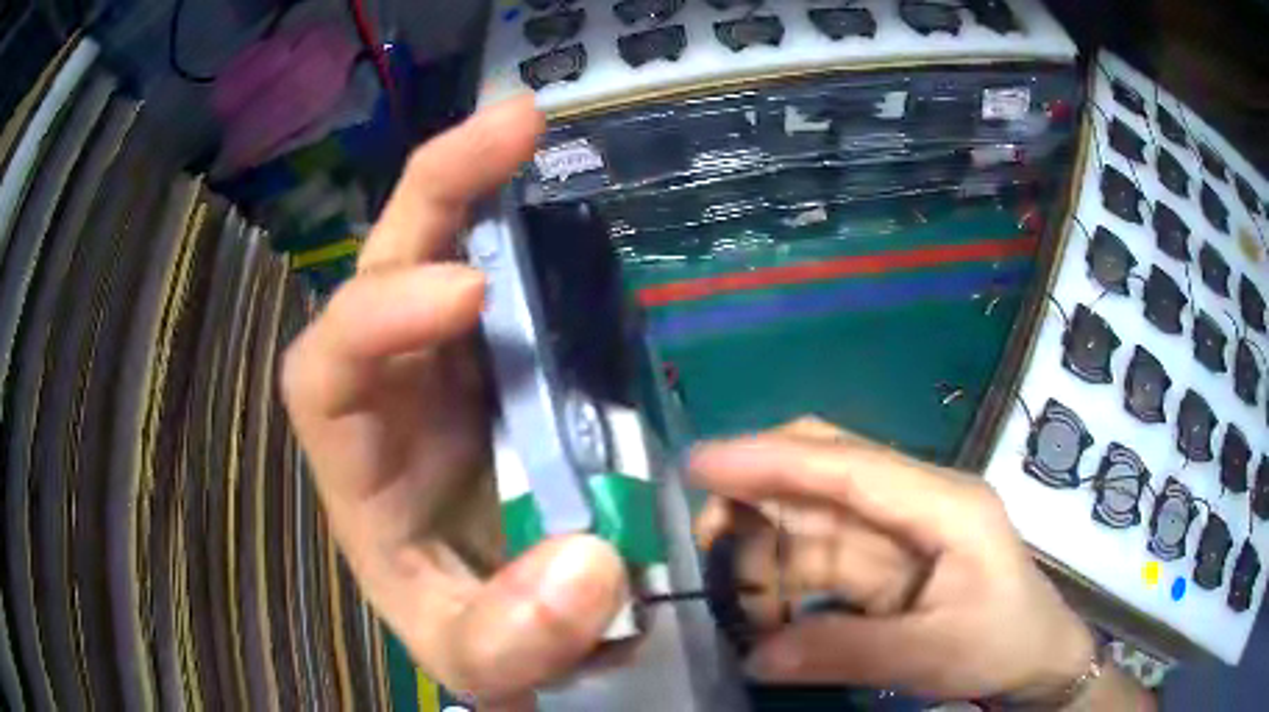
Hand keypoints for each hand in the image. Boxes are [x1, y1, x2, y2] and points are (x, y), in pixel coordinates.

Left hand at [281, 97, 626, 707]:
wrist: (512, 630)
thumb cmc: (472, 636)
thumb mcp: (476, 660)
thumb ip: (511, 638)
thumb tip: (589, 565)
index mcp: (358, 461)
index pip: (324, 367)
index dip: (378, 316)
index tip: (469, 294)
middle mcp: (393, 394)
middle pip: (383, 266)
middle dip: (436, 191)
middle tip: (513, 126)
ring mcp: (452, 369)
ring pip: (445, 252)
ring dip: (481, 188)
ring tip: (532, 129)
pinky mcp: (508, 366)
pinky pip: (514, 283)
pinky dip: (535, 238)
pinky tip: (570, 210)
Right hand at [691, 419, 1093, 701]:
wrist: (1037, 658)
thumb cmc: (1005, 641)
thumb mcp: (933, 652)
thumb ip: (844, 651)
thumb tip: (755, 656)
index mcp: (943, 504)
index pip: (849, 466)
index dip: (773, 460)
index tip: (702, 463)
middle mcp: (916, 502)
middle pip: (826, 473)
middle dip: (759, 492)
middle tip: (703, 535)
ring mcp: (899, 532)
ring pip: (815, 522)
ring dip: (767, 554)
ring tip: (731, 598)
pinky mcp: (886, 563)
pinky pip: (821, 561)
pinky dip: (785, 584)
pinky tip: (763, 615)